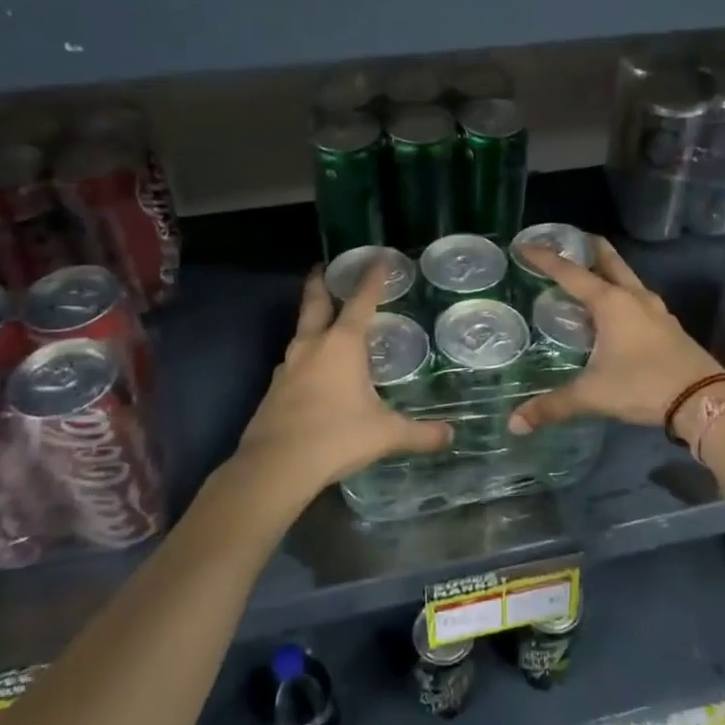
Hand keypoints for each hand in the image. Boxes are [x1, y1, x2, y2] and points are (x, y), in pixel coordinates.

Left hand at [229, 260, 450, 515]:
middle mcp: (312, 346)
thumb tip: (451, 436)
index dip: (372, 279)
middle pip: (314, 303)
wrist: (275, 466)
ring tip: (323, 323)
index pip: (361, 302)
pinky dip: (305, 357)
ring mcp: (287, 367)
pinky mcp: (273, 390)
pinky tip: (312, 372)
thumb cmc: (336, 437)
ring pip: (301, 333)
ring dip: (311, 321)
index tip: (379, 258)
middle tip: (321, 267)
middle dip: (319, 283)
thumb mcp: (386, 434)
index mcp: (342, 344)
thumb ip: (420, 433)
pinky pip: (292, 363)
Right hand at [509, 237, 722, 436]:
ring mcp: (656, 310)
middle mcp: (634, 297)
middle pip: (609, 260)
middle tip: (569, 240)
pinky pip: (638, 299)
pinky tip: (614, 312)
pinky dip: (621, 294)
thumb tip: (515, 424)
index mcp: (611, 303)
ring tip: (588, 275)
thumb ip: (553, 406)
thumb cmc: (643, 385)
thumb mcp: (593, 395)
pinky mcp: (668, 325)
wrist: (703, 399)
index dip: (545, 258)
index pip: (570, 273)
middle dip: (588, 247)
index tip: (525, 245)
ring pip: (627, 278)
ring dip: (608, 270)